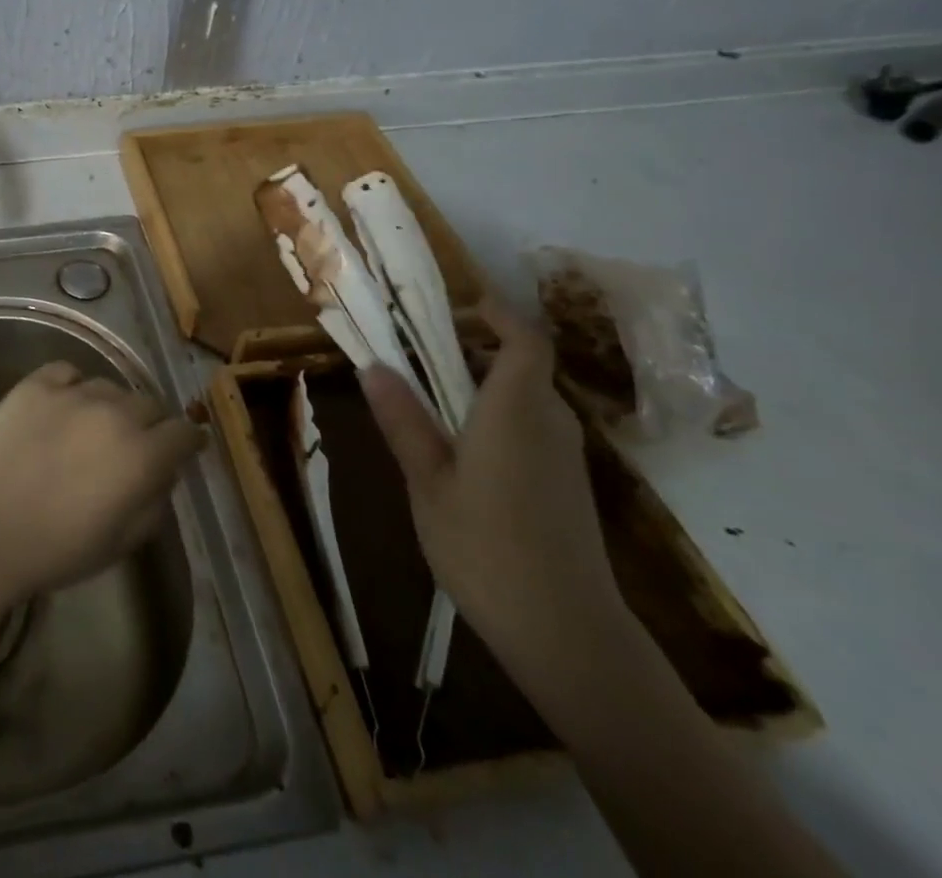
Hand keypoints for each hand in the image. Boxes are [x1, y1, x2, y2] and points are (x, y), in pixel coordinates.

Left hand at [0, 360, 205, 613]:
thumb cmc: (54, 550)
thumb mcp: (120, 543)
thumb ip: (152, 505)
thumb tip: (162, 475)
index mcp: (141, 455)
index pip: (183, 433)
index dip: (188, 441)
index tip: (185, 448)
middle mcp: (113, 413)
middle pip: (149, 404)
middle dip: (150, 424)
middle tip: (134, 445)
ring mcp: (71, 394)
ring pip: (109, 387)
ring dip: (111, 406)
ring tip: (93, 427)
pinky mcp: (34, 385)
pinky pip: (67, 372)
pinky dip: (73, 386)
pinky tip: (63, 406)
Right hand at [359, 298, 627, 679]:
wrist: (567, 634)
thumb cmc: (486, 547)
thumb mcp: (427, 481)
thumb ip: (403, 419)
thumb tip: (372, 365)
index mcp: (517, 410)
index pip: (525, 339)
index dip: (497, 314)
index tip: (456, 306)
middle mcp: (550, 422)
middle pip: (521, 366)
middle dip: (472, 352)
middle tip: (416, 357)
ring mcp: (566, 456)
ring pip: (526, 399)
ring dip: (481, 387)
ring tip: (428, 403)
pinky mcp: (568, 486)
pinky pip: (532, 428)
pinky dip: (497, 418)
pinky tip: (460, 452)